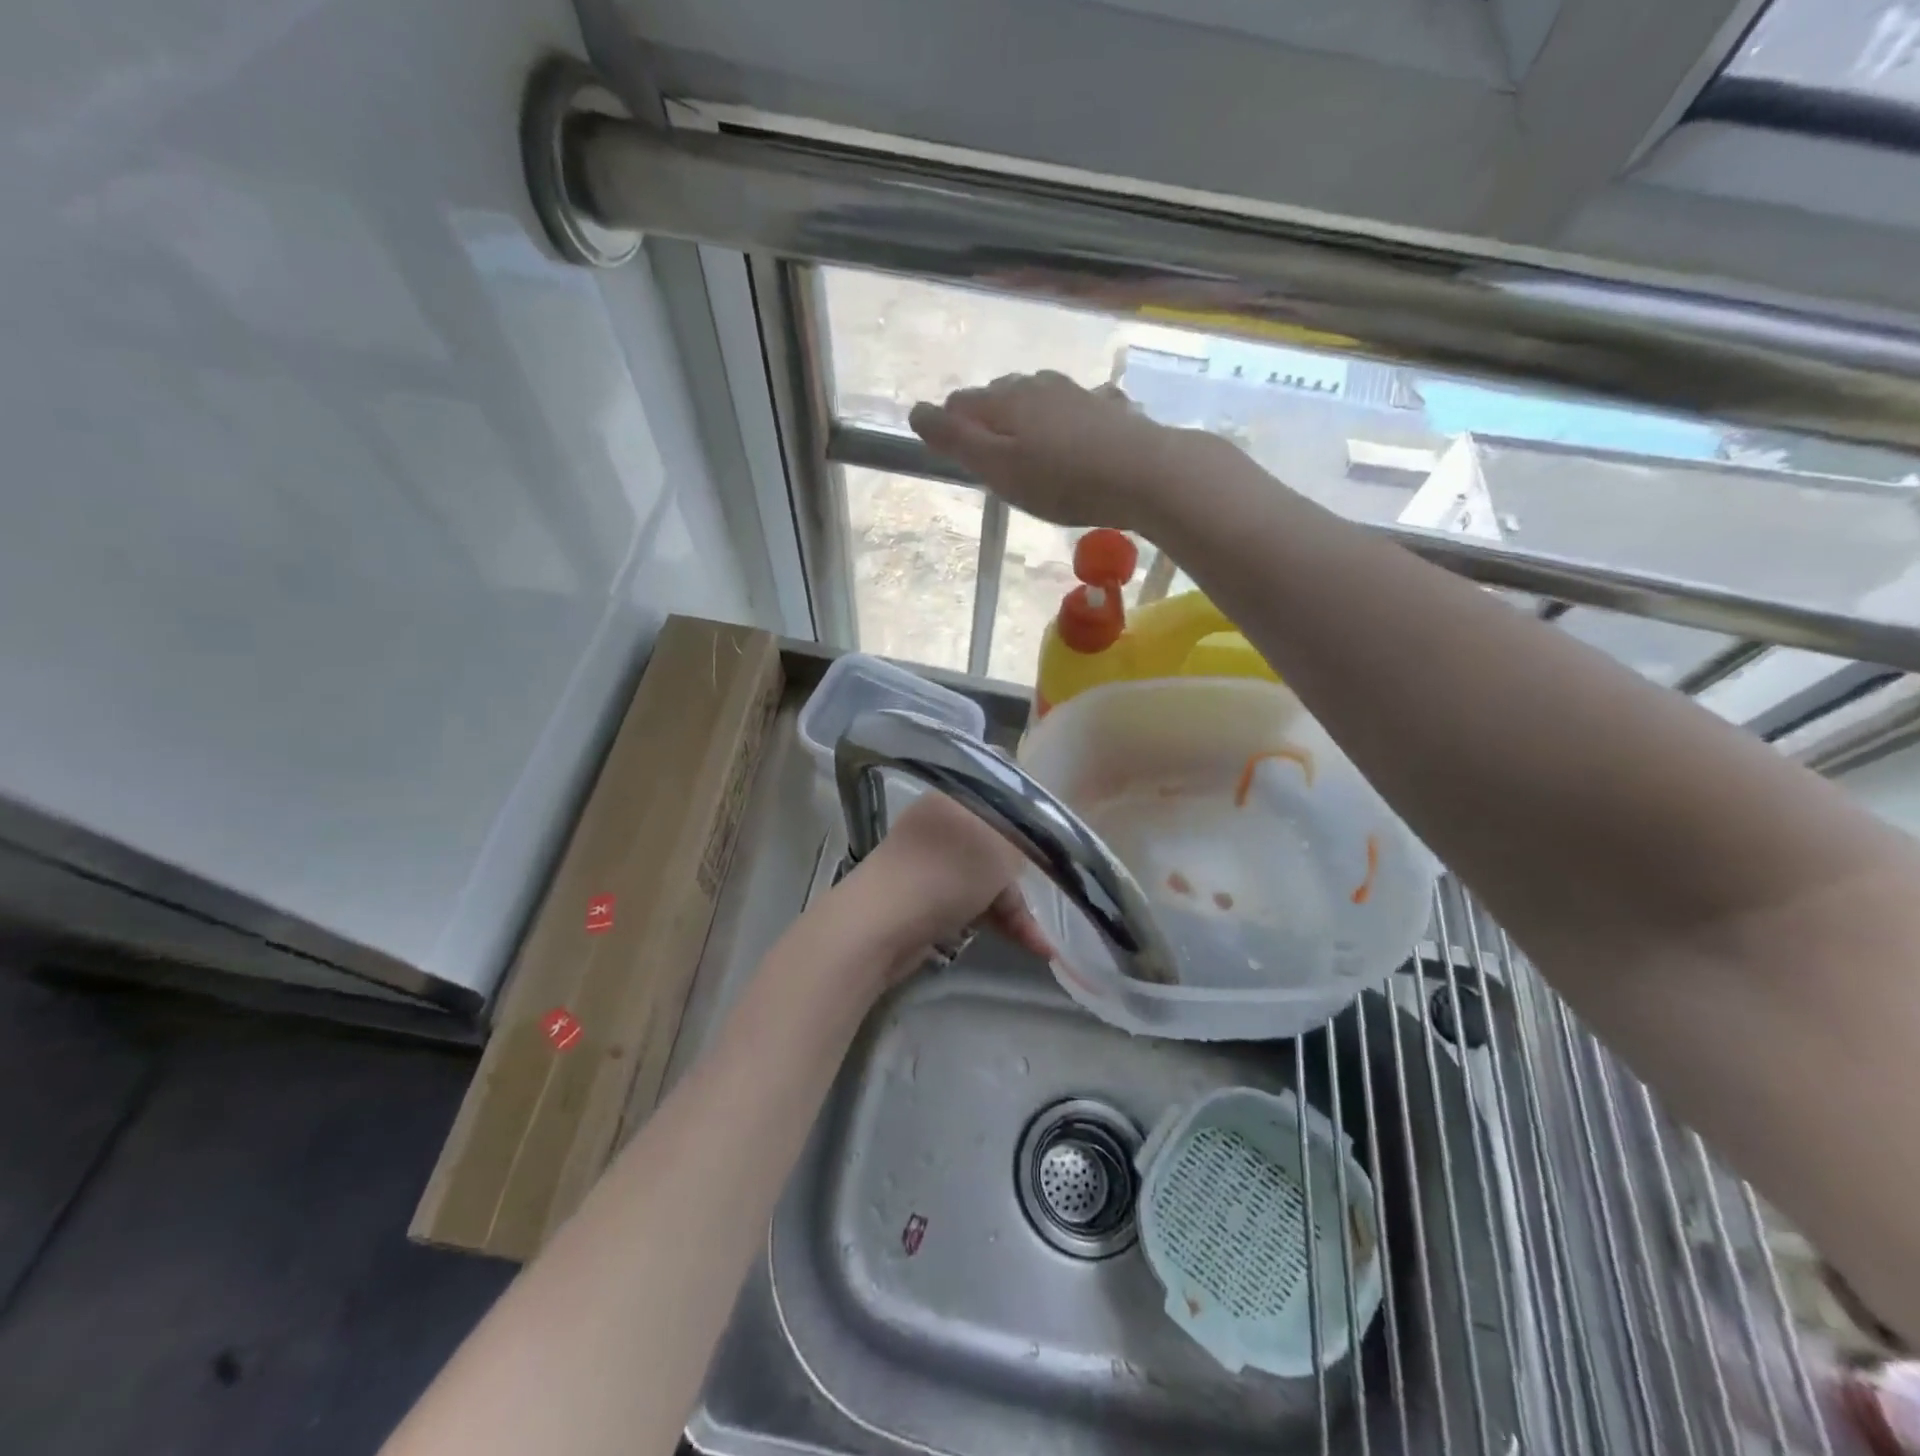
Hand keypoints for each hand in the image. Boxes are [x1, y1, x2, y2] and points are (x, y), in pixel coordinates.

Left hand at [852, 790, 1052, 964]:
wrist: (878, 926)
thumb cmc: (944, 875)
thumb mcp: (999, 846)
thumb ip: (1022, 836)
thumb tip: (1031, 833)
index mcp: (955, 796)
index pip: (1004, 794)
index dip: (1034, 818)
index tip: (1060, 843)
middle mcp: (941, 823)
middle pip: (999, 841)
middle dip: (1026, 874)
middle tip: (1057, 894)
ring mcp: (931, 861)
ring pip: (987, 877)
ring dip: (1016, 907)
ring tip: (1043, 944)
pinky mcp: (925, 896)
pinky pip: (972, 901)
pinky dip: (997, 919)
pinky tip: (1029, 945)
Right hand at [907, 371, 1195, 531]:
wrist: (1145, 474)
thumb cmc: (1063, 480)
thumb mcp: (999, 469)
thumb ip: (956, 441)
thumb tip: (916, 411)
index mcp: (1007, 400)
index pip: (962, 404)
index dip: (951, 428)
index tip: (959, 459)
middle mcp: (1040, 386)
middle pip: (1001, 396)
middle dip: (989, 421)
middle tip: (993, 460)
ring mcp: (1078, 393)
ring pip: (1040, 399)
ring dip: (1028, 419)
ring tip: (1031, 451)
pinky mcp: (1110, 410)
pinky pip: (1078, 410)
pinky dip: (1068, 422)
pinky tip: (1079, 440)